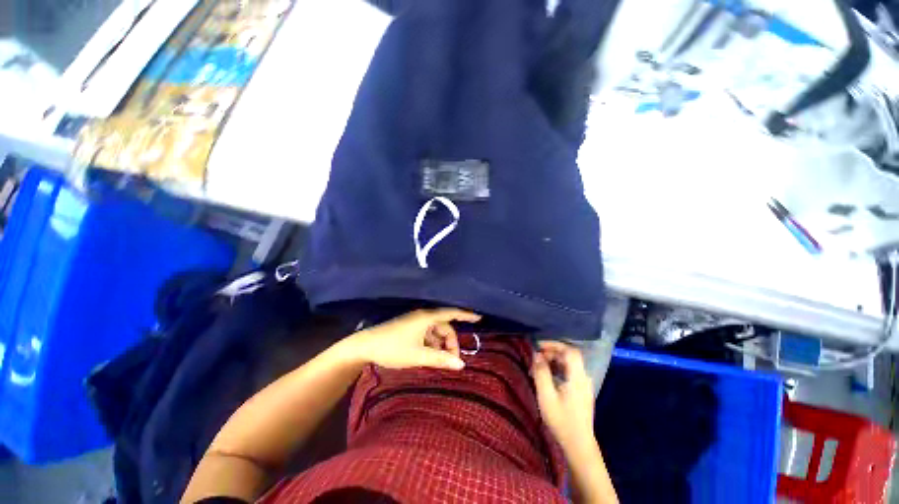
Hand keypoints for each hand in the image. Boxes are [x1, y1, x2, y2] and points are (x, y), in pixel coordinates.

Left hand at [342, 309, 480, 370]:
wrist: (365, 346)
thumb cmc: (393, 348)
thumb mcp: (418, 355)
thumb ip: (440, 359)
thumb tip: (461, 364)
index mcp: (427, 317)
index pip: (451, 314)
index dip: (466, 315)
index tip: (479, 318)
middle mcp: (423, 316)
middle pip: (444, 326)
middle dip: (451, 342)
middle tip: (453, 360)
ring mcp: (416, 322)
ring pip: (436, 331)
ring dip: (441, 344)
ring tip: (441, 361)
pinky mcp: (410, 328)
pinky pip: (427, 334)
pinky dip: (432, 344)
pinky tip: (431, 356)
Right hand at [532, 341, 595, 448]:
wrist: (578, 445)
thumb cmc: (561, 420)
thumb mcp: (546, 396)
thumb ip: (541, 373)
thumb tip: (536, 355)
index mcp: (578, 377)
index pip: (570, 351)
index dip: (554, 344)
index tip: (539, 346)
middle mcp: (584, 378)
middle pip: (570, 357)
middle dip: (552, 352)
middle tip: (536, 358)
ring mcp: (584, 386)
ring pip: (570, 365)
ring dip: (554, 361)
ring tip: (539, 366)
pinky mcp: (582, 393)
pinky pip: (570, 373)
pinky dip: (558, 369)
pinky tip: (548, 376)